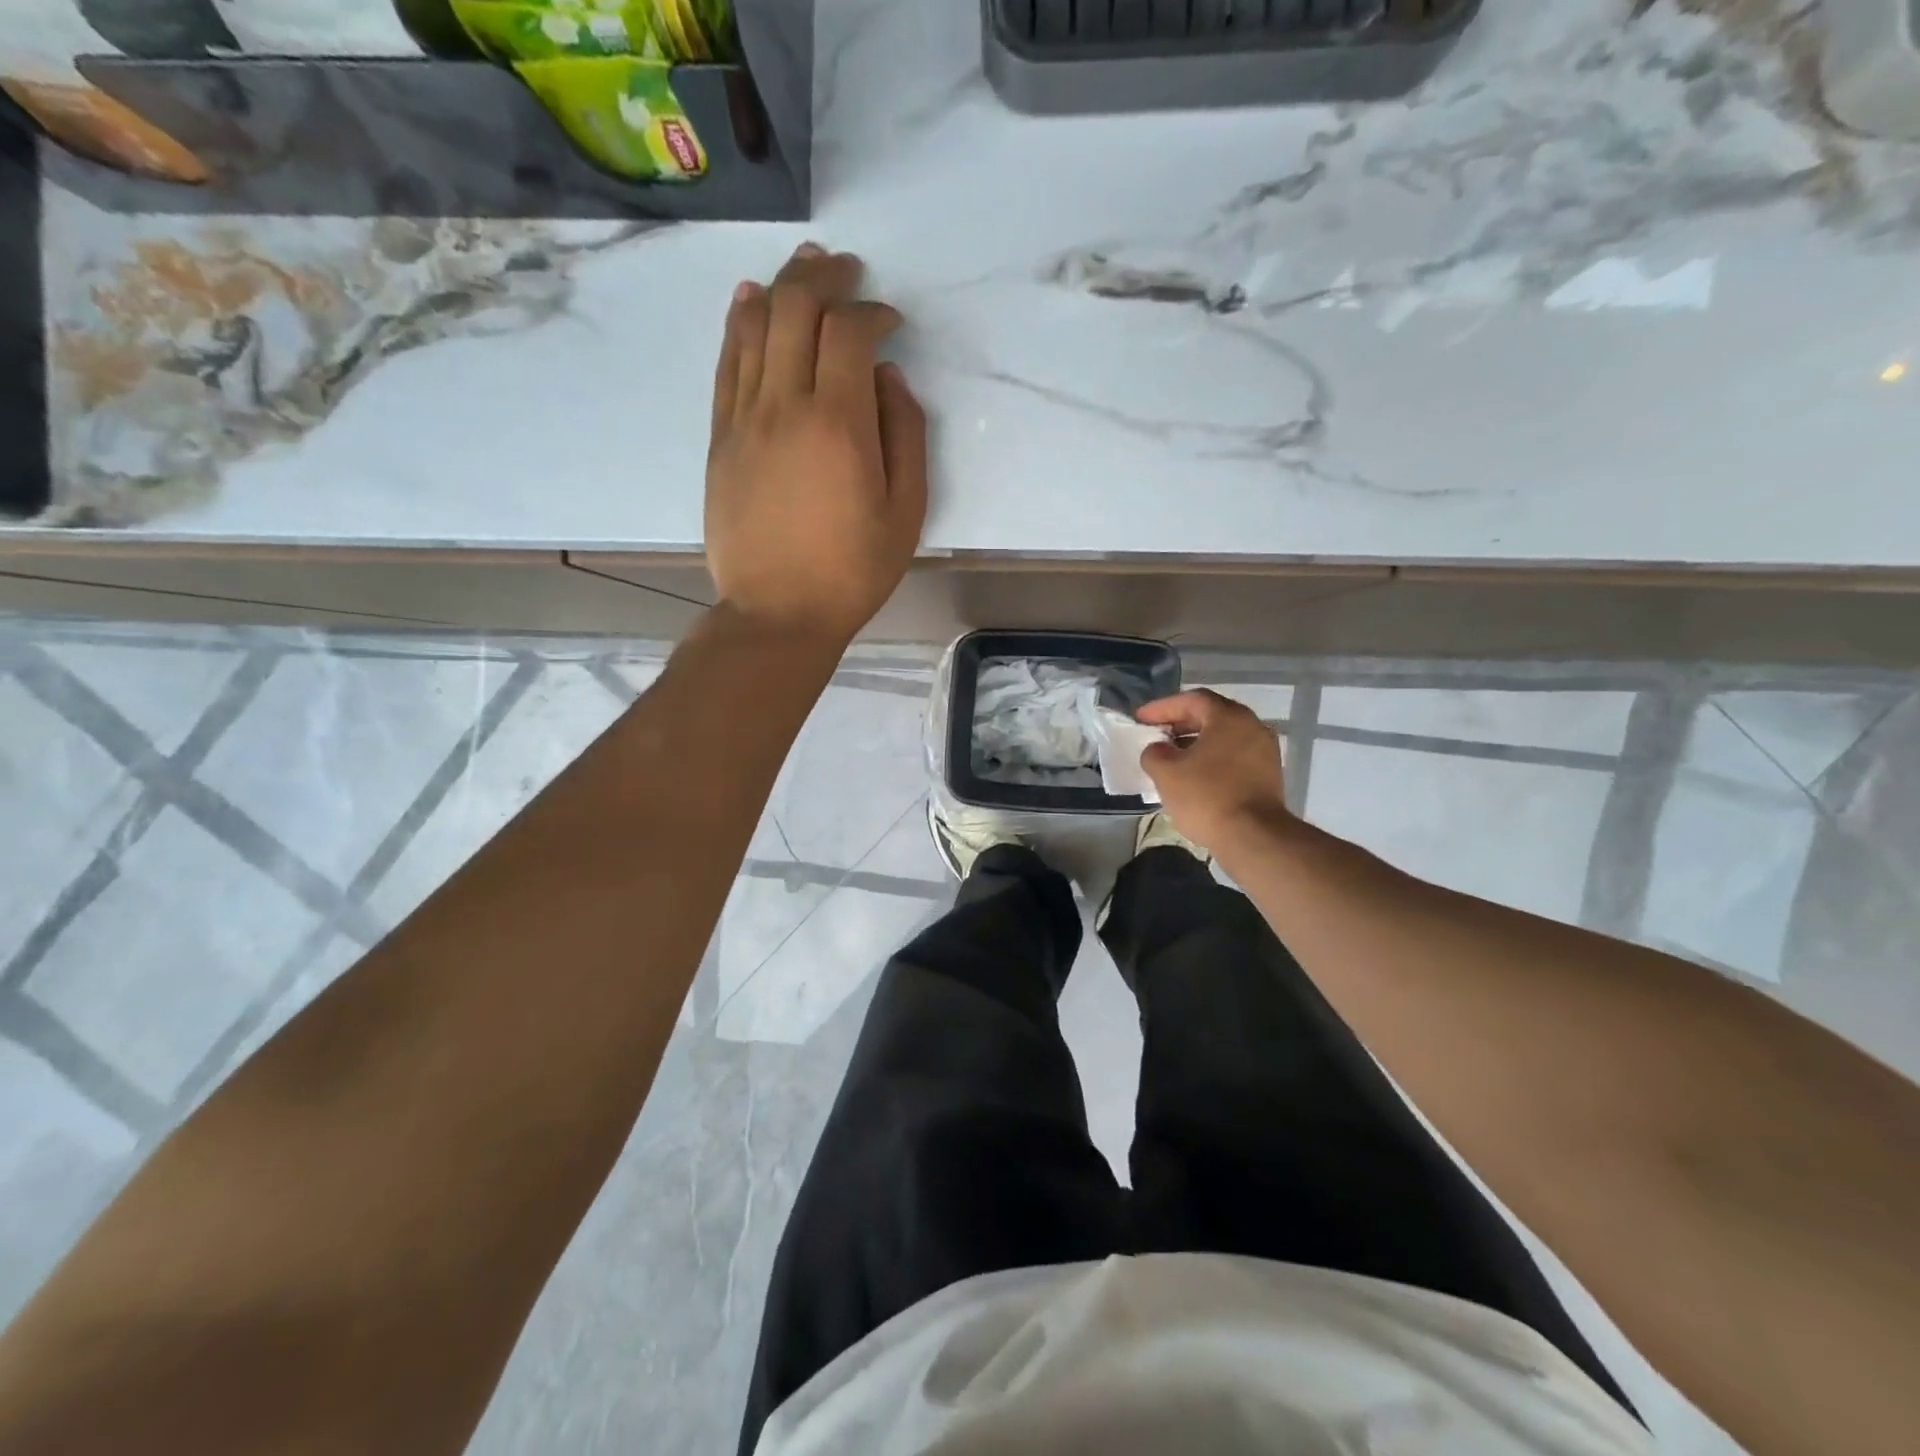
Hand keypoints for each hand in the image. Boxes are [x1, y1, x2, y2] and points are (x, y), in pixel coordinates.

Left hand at [706, 243, 929, 646]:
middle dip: (825, 278)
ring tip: (803, 268)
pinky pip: (727, 363)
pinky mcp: (720, 438)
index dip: (873, 311)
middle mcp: (785, 405)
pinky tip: (750, 301)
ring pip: (755, 325)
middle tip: (847, 269)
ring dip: (781, 286)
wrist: (777, 612)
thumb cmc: (852, 571)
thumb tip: (889, 379)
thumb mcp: (906, 512)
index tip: (890, 322)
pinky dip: (740, 323)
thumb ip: (906, 436)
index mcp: (839, 424)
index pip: (849, 331)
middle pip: (796, 309)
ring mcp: (744, 419)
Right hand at [1136, 690, 1288, 849]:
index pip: (1192, 699)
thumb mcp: (1166, 772)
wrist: (1253, 837)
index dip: (1162, 707)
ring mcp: (1264, 751)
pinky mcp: (1268, 775)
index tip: (1140, 719)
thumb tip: (1159, 749)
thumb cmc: (1206, 796)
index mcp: (1229, 717)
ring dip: (1195, 743)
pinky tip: (1193, 775)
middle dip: (1179, 723)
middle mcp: (1252, 726)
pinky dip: (1211, 758)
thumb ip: (1154, 752)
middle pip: (1210, 716)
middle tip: (1155, 734)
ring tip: (1171, 756)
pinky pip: (1233, 756)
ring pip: (1223, 737)